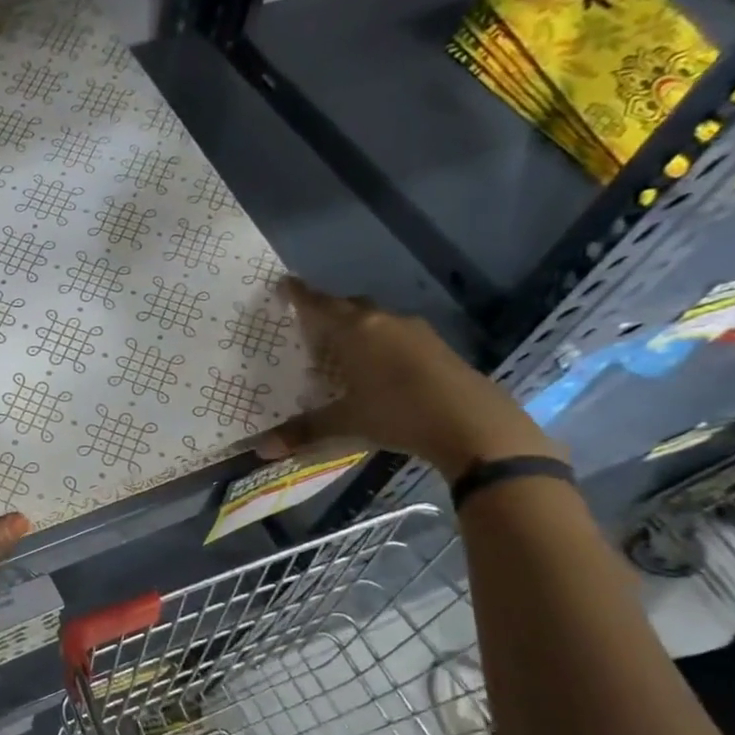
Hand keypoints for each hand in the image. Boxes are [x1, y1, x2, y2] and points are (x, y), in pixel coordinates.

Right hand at [259, 278, 562, 480]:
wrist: (472, 422)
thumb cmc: (397, 414)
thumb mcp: (345, 424)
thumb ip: (303, 432)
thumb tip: (262, 450)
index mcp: (354, 331)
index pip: (319, 305)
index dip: (300, 295)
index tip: (285, 283)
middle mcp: (383, 322)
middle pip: (349, 306)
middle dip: (329, 309)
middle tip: (311, 320)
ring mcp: (415, 332)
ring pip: (376, 319)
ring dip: (358, 326)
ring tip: (343, 344)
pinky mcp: (437, 347)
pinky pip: (398, 334)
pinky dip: (381, 341)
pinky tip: (379, 364)